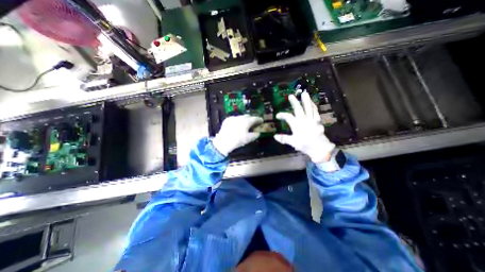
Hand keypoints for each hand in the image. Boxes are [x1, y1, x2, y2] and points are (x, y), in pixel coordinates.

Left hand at [213, 115, 263, 156]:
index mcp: (247, 121)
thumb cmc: (238, 140)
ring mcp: (233, 118)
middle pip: (248, 116)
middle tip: (253, 124)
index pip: (255, 118)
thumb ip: (255, 135)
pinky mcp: (227, 120)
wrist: (223, 141)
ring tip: (244, 125)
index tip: (261, 121)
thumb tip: (258, 133)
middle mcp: (240, 117)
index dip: (259, 120)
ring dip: (244, 120)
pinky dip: (237, 121)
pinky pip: (234, 118)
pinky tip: (236, 125)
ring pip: (241, 117)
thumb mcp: (248, 139)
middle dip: (251, 119)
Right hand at [274, 92, 335, 163]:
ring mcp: (312, 120)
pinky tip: (312, 102)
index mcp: (297, 125)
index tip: (277, 115)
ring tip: (304, 93)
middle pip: (298, 109)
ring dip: (306, 101)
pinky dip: (313, 106)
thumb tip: (274, 136)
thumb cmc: (306, 145)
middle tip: (291, 95)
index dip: (282, 115)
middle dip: (294, 102)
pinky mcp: (318, 121)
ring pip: (308, 108)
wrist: (320, 149)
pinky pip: (315, 112)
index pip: (288, 117)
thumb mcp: (293, 143)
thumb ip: (284, 139)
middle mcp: (304, 120)